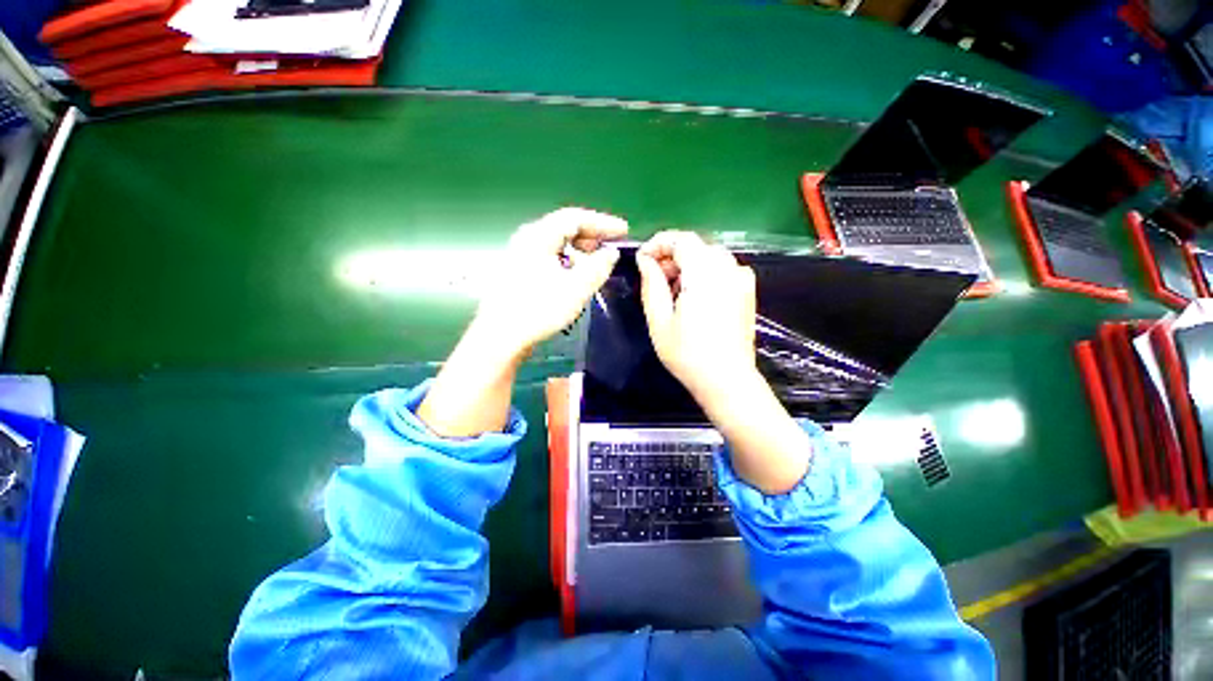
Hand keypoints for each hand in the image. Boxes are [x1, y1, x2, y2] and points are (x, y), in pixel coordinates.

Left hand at [419, 208, 625, 437]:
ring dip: (579, 249)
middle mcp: (526, 239)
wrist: (500, 337)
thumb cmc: (539, 309)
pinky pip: (548, 256)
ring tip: (594, 262)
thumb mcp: (576, 288)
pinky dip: (566, 261)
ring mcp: (519, 255)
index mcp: (538, 236)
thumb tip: (611, 253)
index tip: (623, 231)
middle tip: (610, 247)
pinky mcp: (517, 272)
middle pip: (563, 227)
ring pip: (555, 243)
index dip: (602, 222)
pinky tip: (573, 276)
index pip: (575, 218)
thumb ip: (598, 267)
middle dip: (590, 235)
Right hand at [636, 231, 810, 493]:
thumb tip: (645, 260)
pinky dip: (703, 273)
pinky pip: (722, 269)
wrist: (727, 380)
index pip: (682, 239)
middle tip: (653, 277)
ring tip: (671, 290)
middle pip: (696, 246)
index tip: (642, 258)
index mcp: (705, 274)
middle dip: (671, 255)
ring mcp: (741, 279)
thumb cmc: (687, 354)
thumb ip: (651, 284)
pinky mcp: (747, 291)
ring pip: (709, 256)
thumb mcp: (659, 320)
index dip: (659, 243)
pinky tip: (693, 295)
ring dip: (687, 264)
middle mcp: (728, 269)